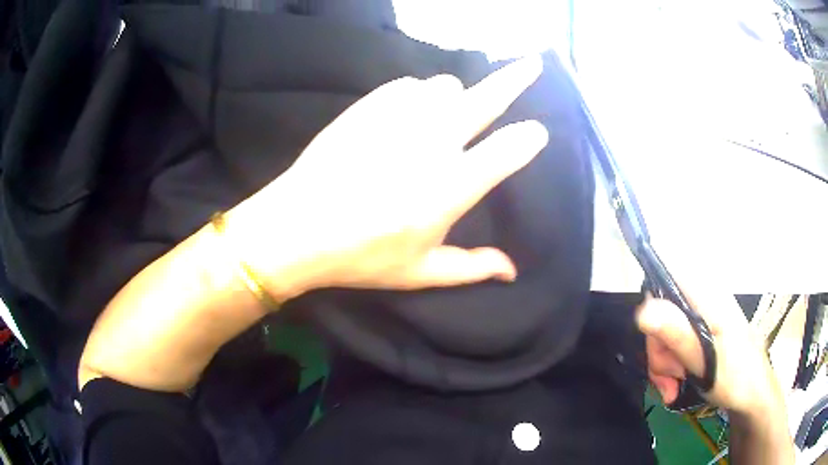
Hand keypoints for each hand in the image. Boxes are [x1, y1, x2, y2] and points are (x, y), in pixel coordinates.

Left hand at [225, 56, 548, 300]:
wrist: (296, 226)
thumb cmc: (361, 256)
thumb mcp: (420, 272)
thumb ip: (472, 268)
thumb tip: (513, 270)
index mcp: (451, 186)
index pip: (508, 150)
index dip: (529, 139)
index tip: (537, 133)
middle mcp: (433, 141)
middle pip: (486, 99)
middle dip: (517, 79)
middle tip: (534, 64)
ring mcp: (399, 116)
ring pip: (445, 85)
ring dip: (456, 96)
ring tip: (449, 113)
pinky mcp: (369, 106)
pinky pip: (408, 85)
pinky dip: (419, 94)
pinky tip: (410, 112)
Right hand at [637, 280, 784, 415]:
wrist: (752, 394)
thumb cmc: (735, 376)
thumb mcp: (705, 360)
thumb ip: (677, 334)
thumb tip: (643, 311)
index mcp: (706, 295)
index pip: (665, 279)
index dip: (652, 310)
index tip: (657, 346)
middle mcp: (702, 298)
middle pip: (661, 311)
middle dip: (658, 350)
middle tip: (668, 378)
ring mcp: (701, 316)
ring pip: (665, 332)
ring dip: (663, 364)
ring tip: (673, 387)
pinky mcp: (701, 332)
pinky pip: (674, 343)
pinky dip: (670, 366)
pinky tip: (676, 384)